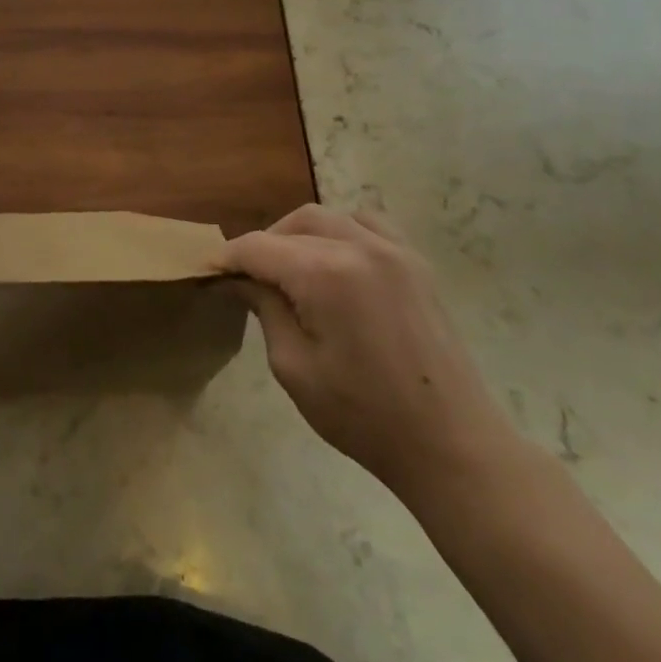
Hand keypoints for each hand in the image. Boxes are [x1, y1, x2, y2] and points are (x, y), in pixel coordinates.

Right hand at [220, 204, 519, 502]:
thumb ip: (265, 310)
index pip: (259, 247)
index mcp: (325, 273)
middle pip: (295, 222)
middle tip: (249, 277)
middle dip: (265, 243)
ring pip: (330, 216)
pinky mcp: (416, 263)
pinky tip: (335, 260)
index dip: (229, 257)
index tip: (209, 272)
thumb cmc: (364, 416)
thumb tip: (241, 279)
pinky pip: (368, 224)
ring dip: (301, 233)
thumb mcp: (294, 367)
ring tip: (290, 267)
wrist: (451, 444)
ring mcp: (394, 250)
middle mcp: (359, 246)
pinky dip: (341, 230)